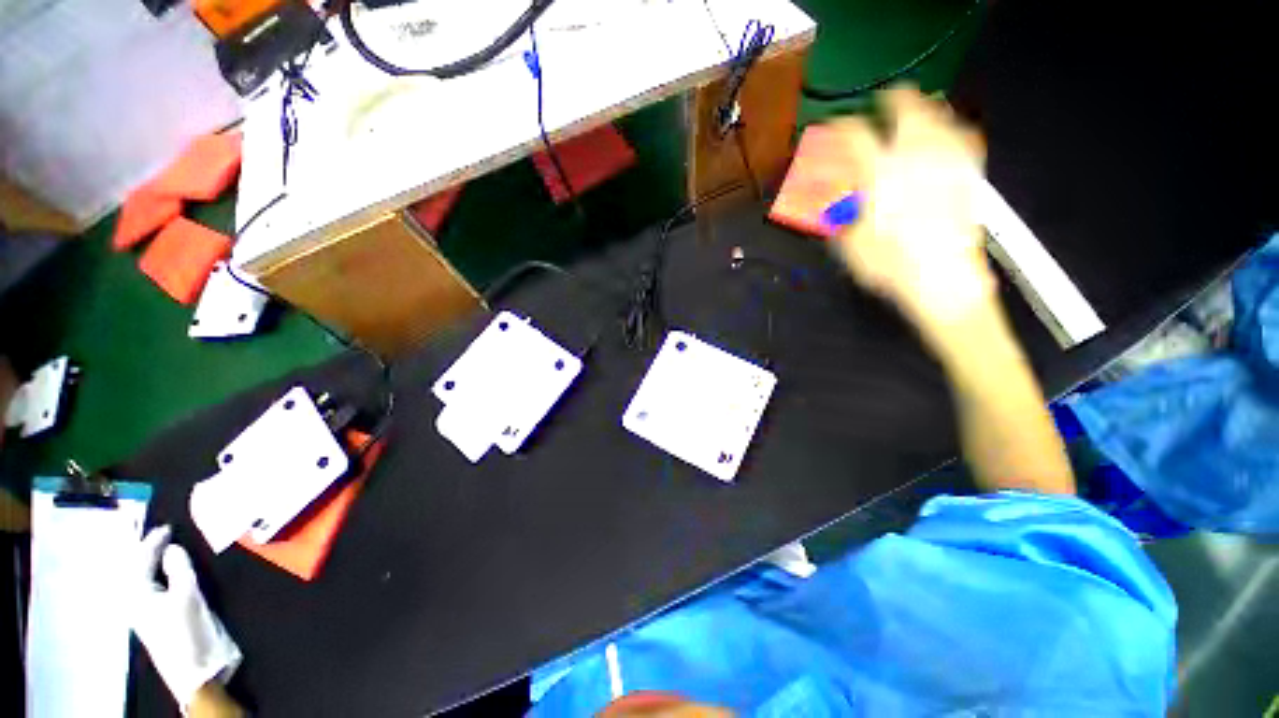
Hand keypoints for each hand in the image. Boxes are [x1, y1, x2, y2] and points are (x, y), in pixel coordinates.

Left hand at [132, 526, 242, 709]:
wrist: (196, 671)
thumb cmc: (187, 632)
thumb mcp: (188, 597)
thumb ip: (180, 569)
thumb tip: (172, 548)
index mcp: (136, 593)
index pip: (141, 559)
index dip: (154, 540)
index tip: (168, 526)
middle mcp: (136, 599)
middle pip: (137, 568)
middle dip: (144, 550)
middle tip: (156, 531)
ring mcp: (147, 610)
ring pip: (144, 577)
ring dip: (150, 561)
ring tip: (159, 546)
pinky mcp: (160, 617)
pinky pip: (154, 586)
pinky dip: (159, 573)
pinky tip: (166, 570)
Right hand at [829, 86, 994, 348]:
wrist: (943, 280)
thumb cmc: (888, 264)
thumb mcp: (848, 240)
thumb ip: (838, 207)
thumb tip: (828, 183)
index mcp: (880, 175)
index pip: (855, 136)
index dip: (840, 127)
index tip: (833, 126)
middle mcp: (917, 157)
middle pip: (907, 108)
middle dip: (891, 100)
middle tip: (883, 100)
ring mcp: (948, 161)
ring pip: (939, 115)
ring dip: (923, 108)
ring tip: (914, 112)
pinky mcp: (969, 173)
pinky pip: (964, 136)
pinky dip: (952, 128)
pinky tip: (947, 134)